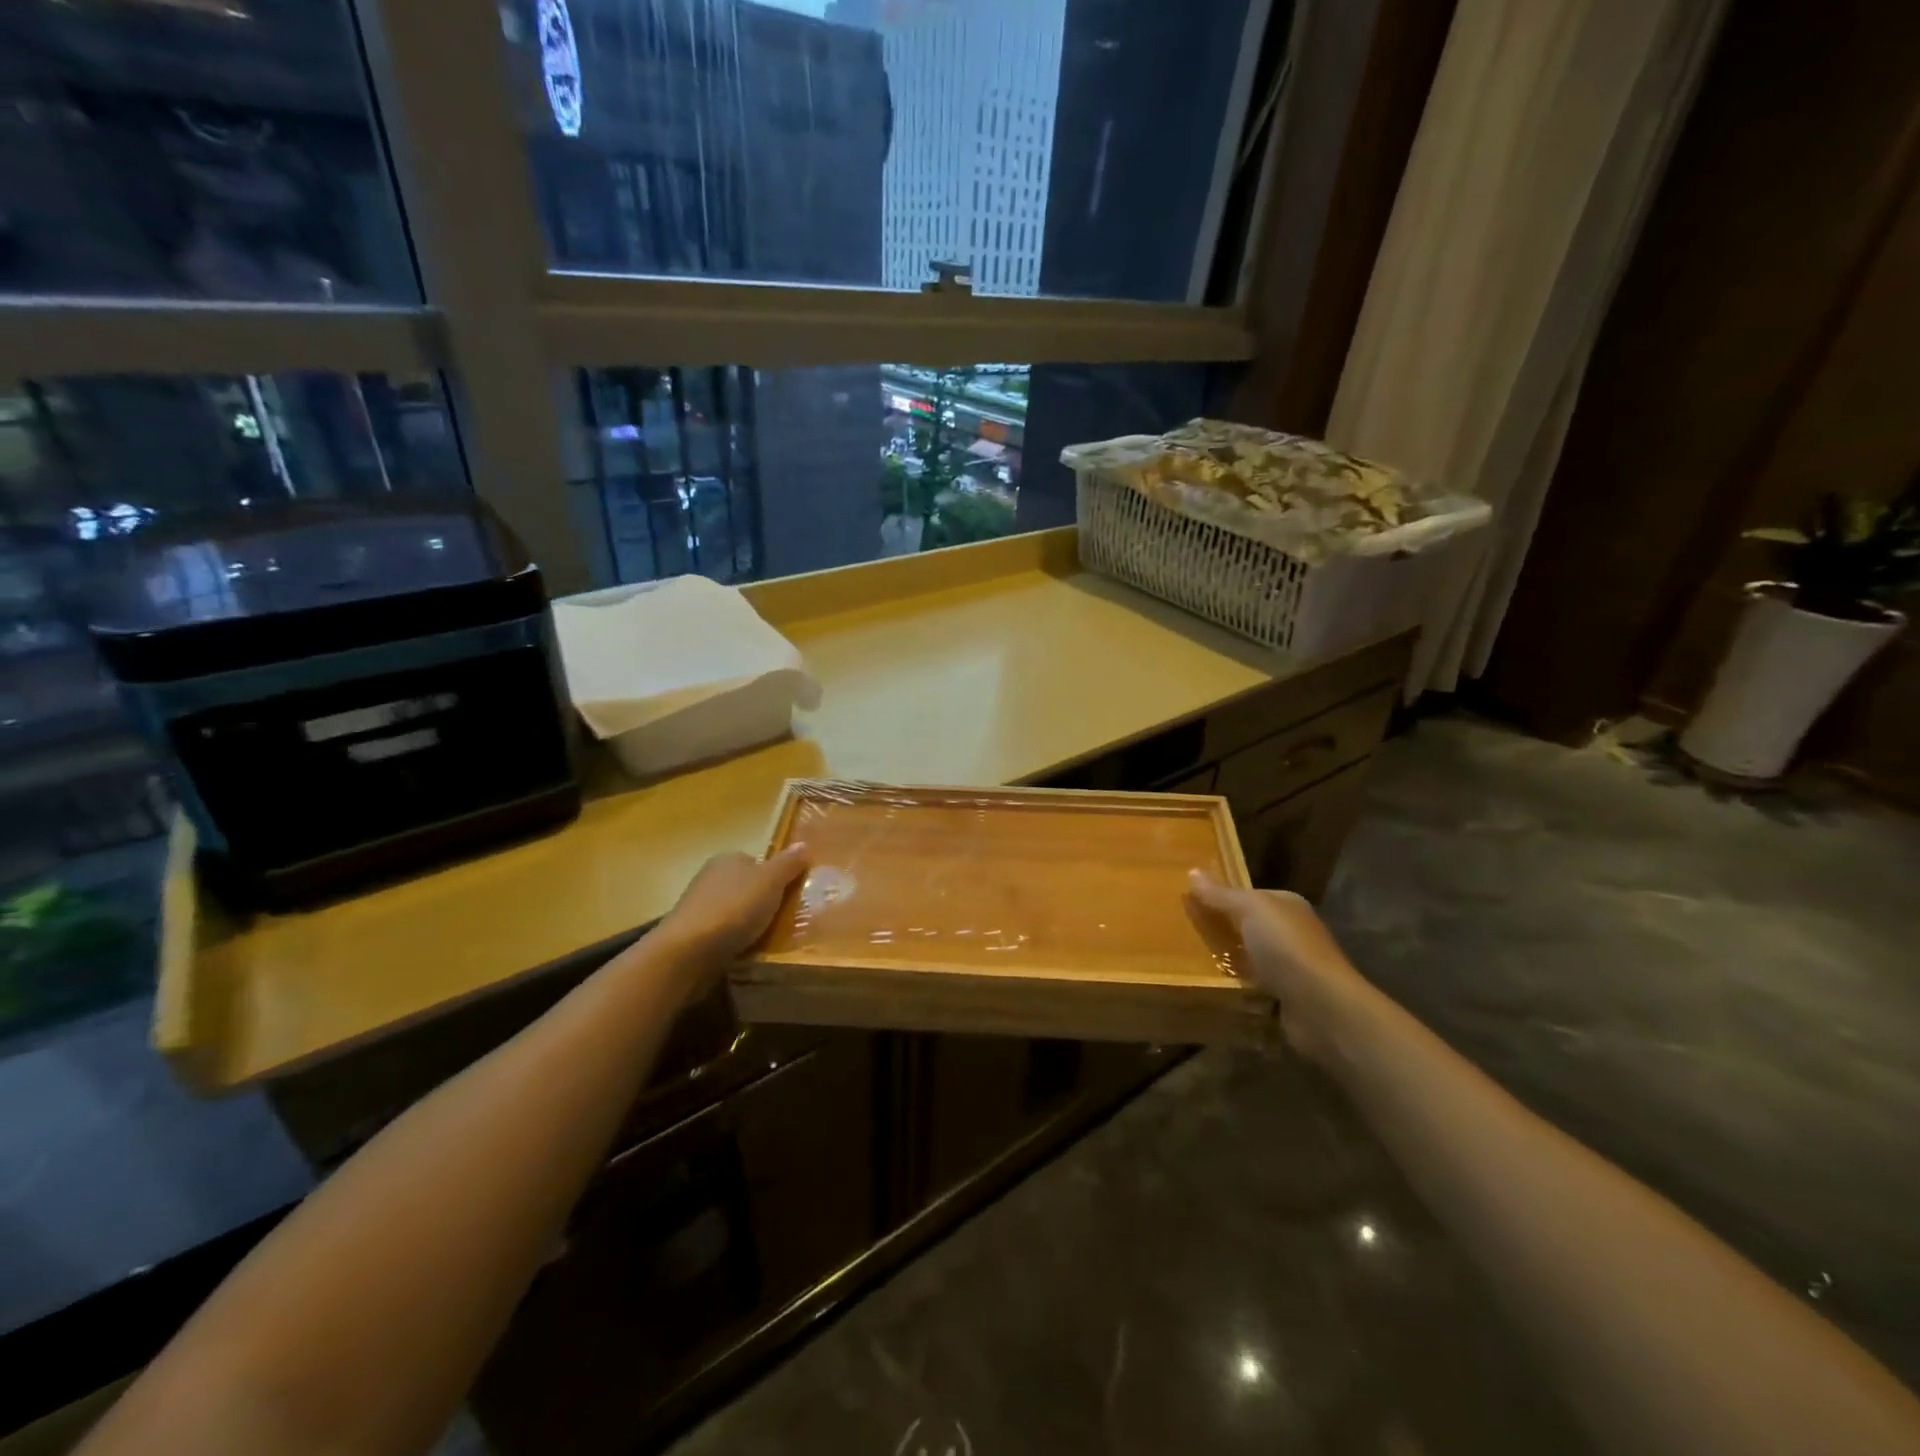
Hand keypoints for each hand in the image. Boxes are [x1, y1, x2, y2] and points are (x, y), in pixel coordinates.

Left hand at [654, 845, 811, 972]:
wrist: (688, 952)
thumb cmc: (734, 909)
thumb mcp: (770, 881)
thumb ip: (788, 864)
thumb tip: (803, 844)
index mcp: (728, 859)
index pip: (757, 862)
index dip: (776, 876)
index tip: (792, 895)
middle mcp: (710, 877)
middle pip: (746, 886)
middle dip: (763, 901)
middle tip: (787, 919)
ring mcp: (698, 907)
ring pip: (734, 912)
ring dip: (749, 923)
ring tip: (770, 940)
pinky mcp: (693, 935)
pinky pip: (723, 934)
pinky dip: (735, 941)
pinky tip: (746, 953)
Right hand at [1186, 872, 1373, 1063]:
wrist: (1321, 1006)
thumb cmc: (1286, 947)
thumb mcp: (1250, 909)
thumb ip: (1221, 894)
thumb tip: (1192, 871)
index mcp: (1288, 905)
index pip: (1250, 896)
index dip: (1222, 897)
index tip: (1190, 903)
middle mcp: (1293, 932)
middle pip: (1249, 927)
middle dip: (1222, 931)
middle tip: (1184, 933)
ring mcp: (1292, 966)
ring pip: (1250, 958)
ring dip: (1228, 962)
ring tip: (1190, 962)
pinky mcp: (1287, 997)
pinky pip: (1253, 987)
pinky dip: (1238, 988)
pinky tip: (1214, 988)